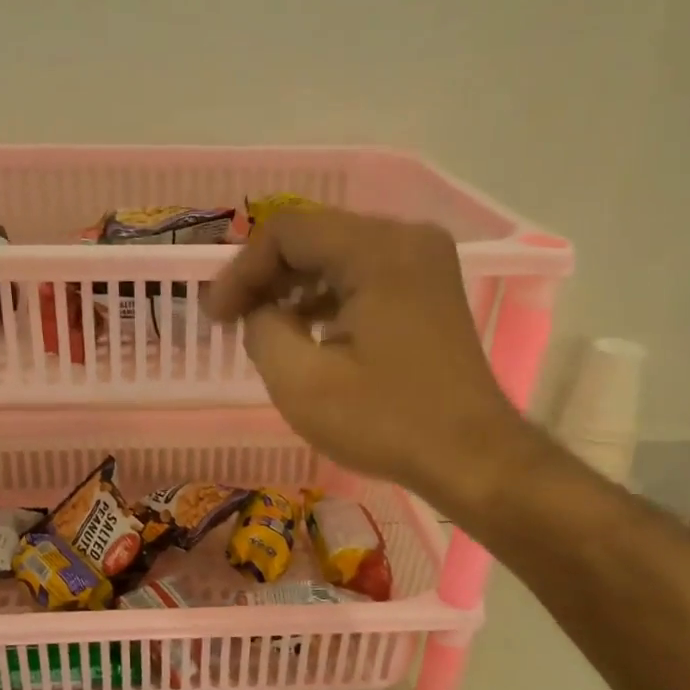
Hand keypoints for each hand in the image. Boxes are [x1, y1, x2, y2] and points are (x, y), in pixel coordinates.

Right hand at [205, 208, 527, 497]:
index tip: (216, 317)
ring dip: (295, 287)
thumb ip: (262, 330)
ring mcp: (424, 261)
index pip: (287, 231)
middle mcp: (406, 238)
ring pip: (338, 254)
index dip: (241, 270)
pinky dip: (328, 297)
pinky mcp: (430, 288)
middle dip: (266, 276)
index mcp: (377, 250)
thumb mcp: (302, 383)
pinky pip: (365, 274)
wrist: (473, 458)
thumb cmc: (387, 421)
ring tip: (263, 329)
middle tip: (232, 320)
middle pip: (314, 236)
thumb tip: (260, 313)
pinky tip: (307, 333)